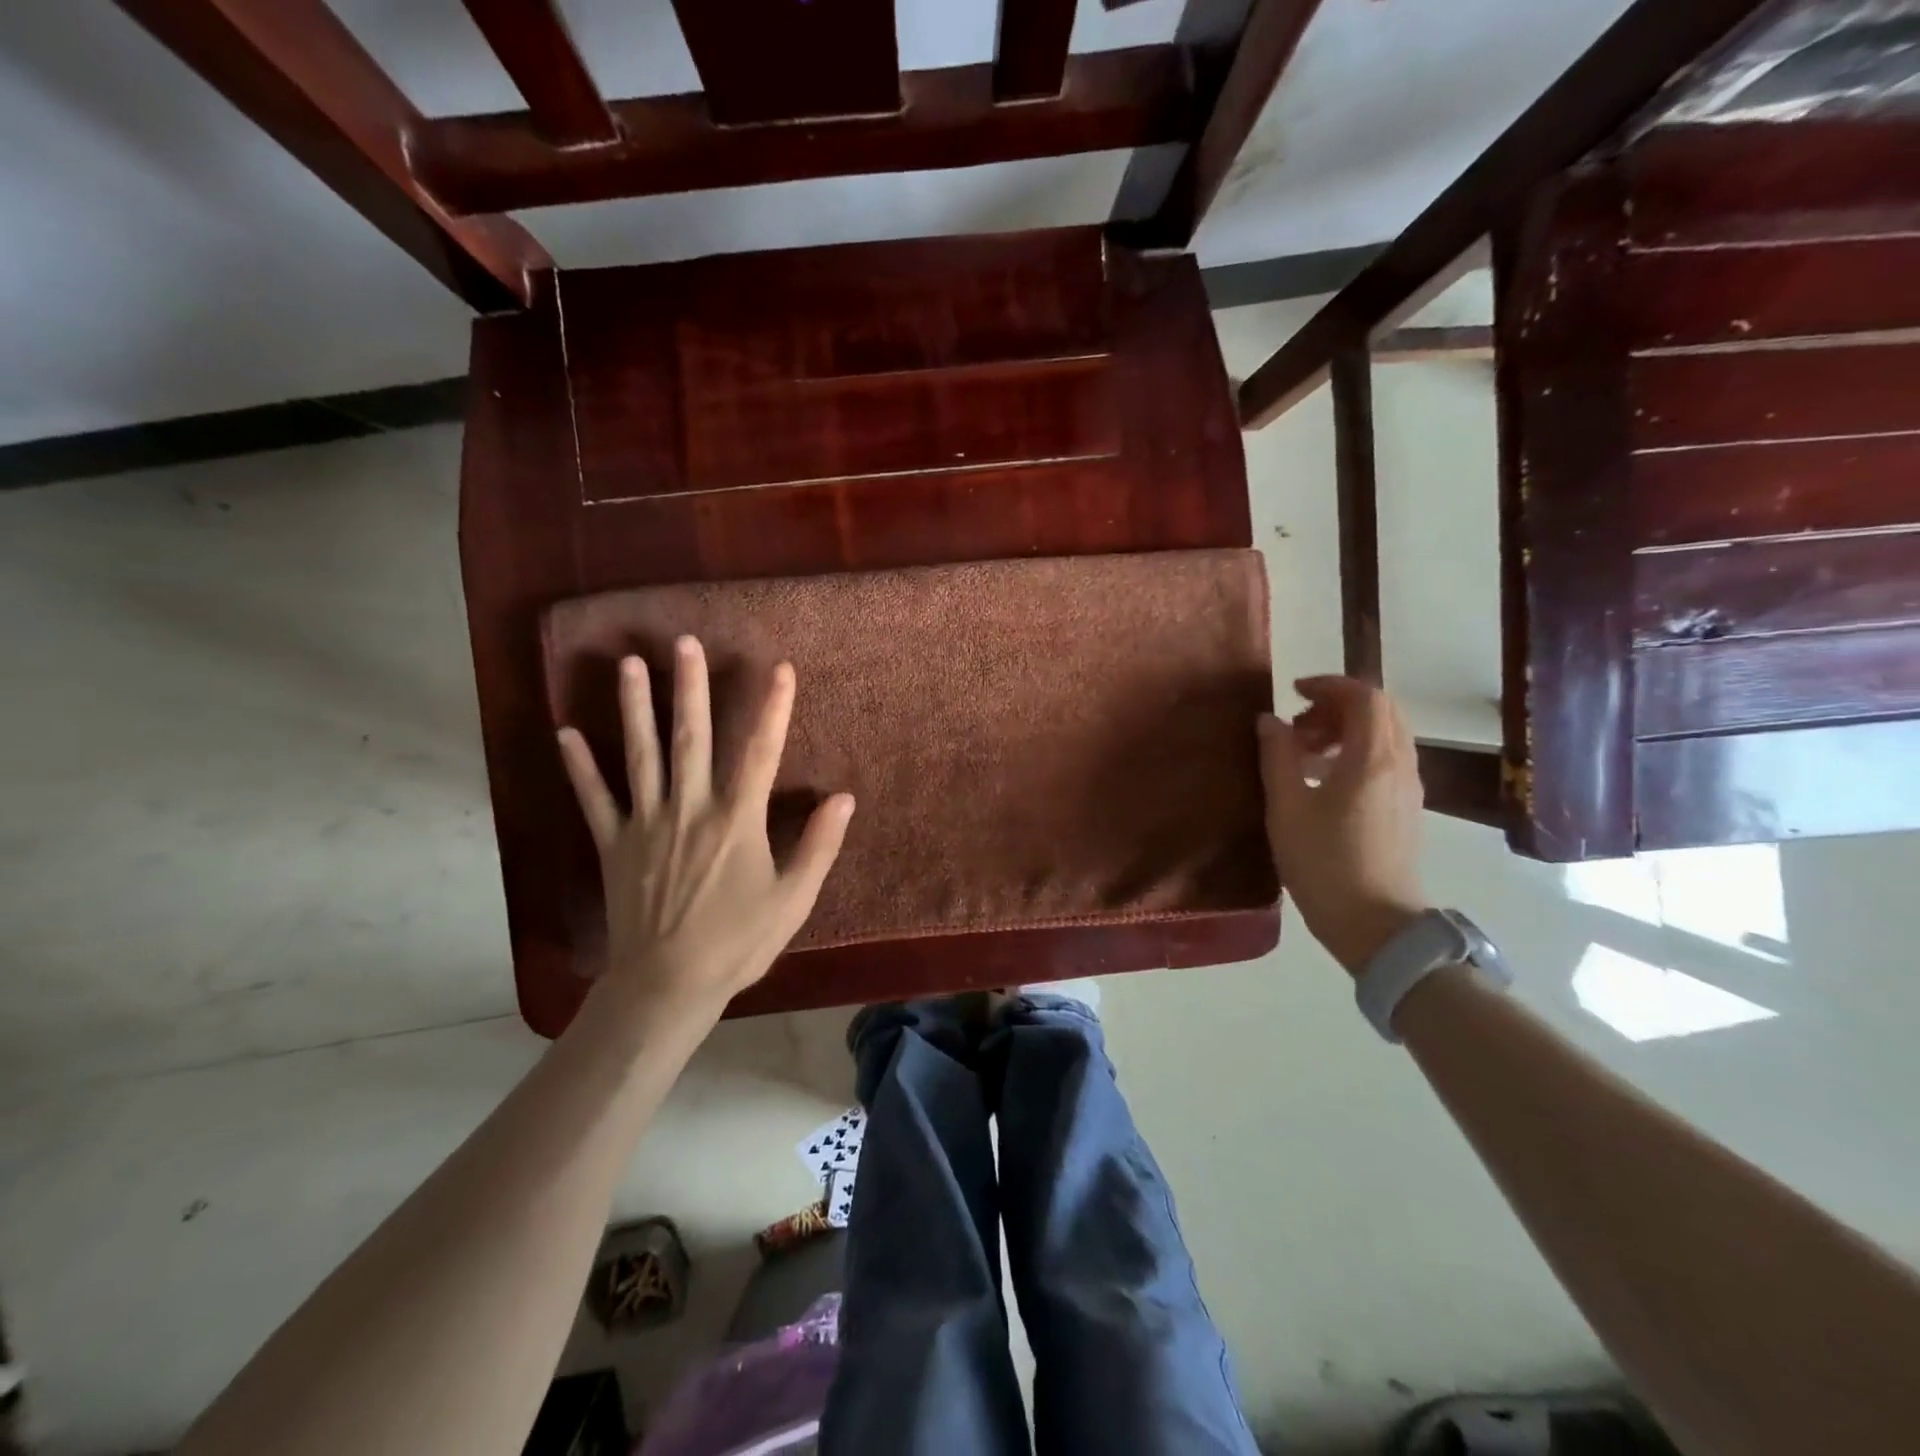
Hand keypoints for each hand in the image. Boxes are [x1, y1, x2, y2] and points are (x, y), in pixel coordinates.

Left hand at [557, 637, 854, 1024]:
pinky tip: (565, 733)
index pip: (760, 752)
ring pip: (640, 755)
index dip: (773, 707)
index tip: (780, 668)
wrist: (666, 985)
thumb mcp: (793, 899)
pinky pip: (594, 799)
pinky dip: (579, 767)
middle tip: (684, 643)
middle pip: (690, 738)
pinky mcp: (614, 845)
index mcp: (735, 820)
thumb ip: (819, 846)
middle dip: (689, 687)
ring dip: (634, 707)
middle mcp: (689, 809)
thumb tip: (844, 798)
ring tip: (628, 664)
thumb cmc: (738, 942)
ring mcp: (645, 824)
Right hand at [1258, 676, 1427, 976]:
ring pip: (1386, 734)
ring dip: (1347, 728)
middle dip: (1337, 705)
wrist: (1375, 923)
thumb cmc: (1324, 863)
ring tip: (1306, 753)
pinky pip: (1387, 758)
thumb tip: (1270, 721)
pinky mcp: (1407, 807)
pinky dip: (1357, 750)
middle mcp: (1399, 763)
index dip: (1328, 685)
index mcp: (1371, 758)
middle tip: (1298, 725)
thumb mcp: (1286, 807)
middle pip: (1380, 710)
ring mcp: (1409, 786)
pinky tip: (1325, 780)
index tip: (1293, 693)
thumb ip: (1277, 756)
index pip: (1363, 696)